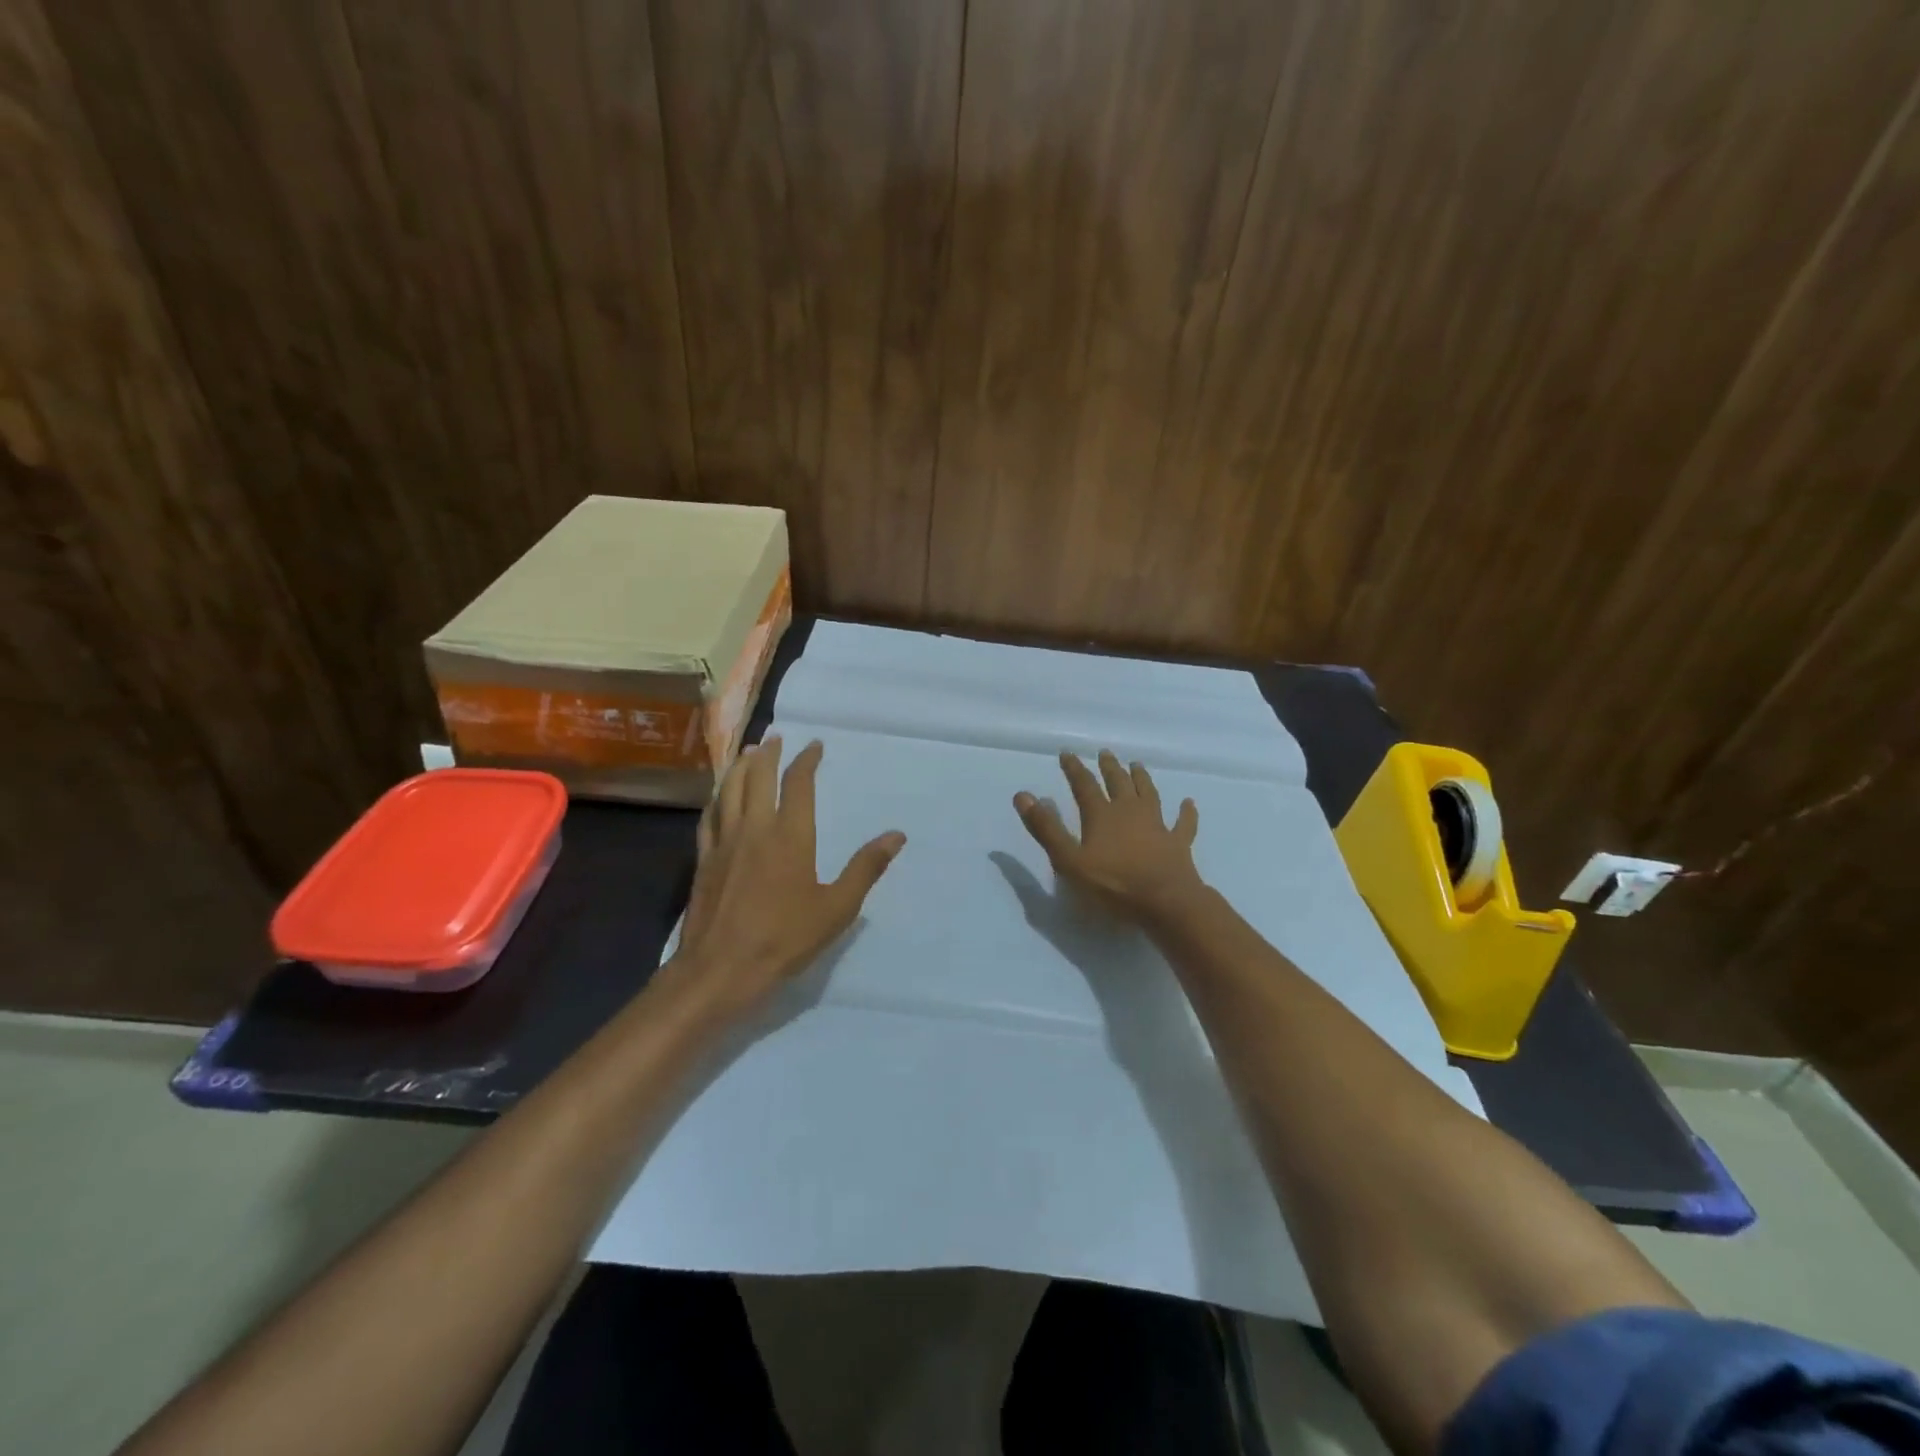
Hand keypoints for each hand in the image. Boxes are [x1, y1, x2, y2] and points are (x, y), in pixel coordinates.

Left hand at [669, 736, 905, 1013]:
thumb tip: (896, 835)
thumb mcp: (836, 908)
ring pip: (729, 791)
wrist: (719, 970)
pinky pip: (709, 816)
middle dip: (768, 754)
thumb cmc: (784, 940)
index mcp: (789, 836)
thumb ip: (865, 868)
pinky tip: (718, 797)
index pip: (798, 784)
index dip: (806, 761)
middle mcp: (754, 828)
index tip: (814, 746)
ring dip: (740, 767)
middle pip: (757, 778)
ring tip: (748, 753)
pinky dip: (717, 797)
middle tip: (775, 738)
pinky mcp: (703, 860)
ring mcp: (723, 843)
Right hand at [1013, 750, 1205, 925]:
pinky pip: (1184, 823)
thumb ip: (1046, 828)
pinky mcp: (1178, 843)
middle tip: (1105, 753)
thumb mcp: (1069, 860)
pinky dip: (1186, 812)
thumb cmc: (1113, 884)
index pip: (1084, 785)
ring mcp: (1157, 825)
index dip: (1074, 769)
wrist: (1166, 902)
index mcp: (1101, 815)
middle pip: (1118, 783)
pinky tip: (1188, 803)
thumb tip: (1023, 795)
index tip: (1067, 754)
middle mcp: (1130, 812)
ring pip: (1149, 794)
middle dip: (1109, 767)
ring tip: (1137, 765)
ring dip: (1142, 779)